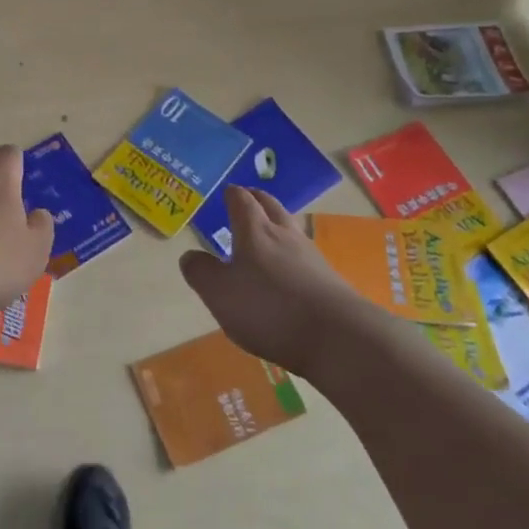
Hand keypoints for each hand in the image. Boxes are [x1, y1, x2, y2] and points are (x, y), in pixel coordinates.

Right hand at [179, 188, 354, 374]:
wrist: (338, 337)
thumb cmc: (269, 308)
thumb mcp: (220, 293)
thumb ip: (201, 272)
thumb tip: (190, 256)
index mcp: (255, 232)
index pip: (242, 201)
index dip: (233, 195)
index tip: (227, 191)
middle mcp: (285, 236)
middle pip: (272, 207)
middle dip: (257, 200)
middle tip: (247, 199)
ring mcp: (312, 257)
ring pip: (291, 230)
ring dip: (277, 226)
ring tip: (266, 234)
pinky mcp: (329, 281)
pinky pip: (304, 258)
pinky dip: (291, 256)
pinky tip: (287, 273)